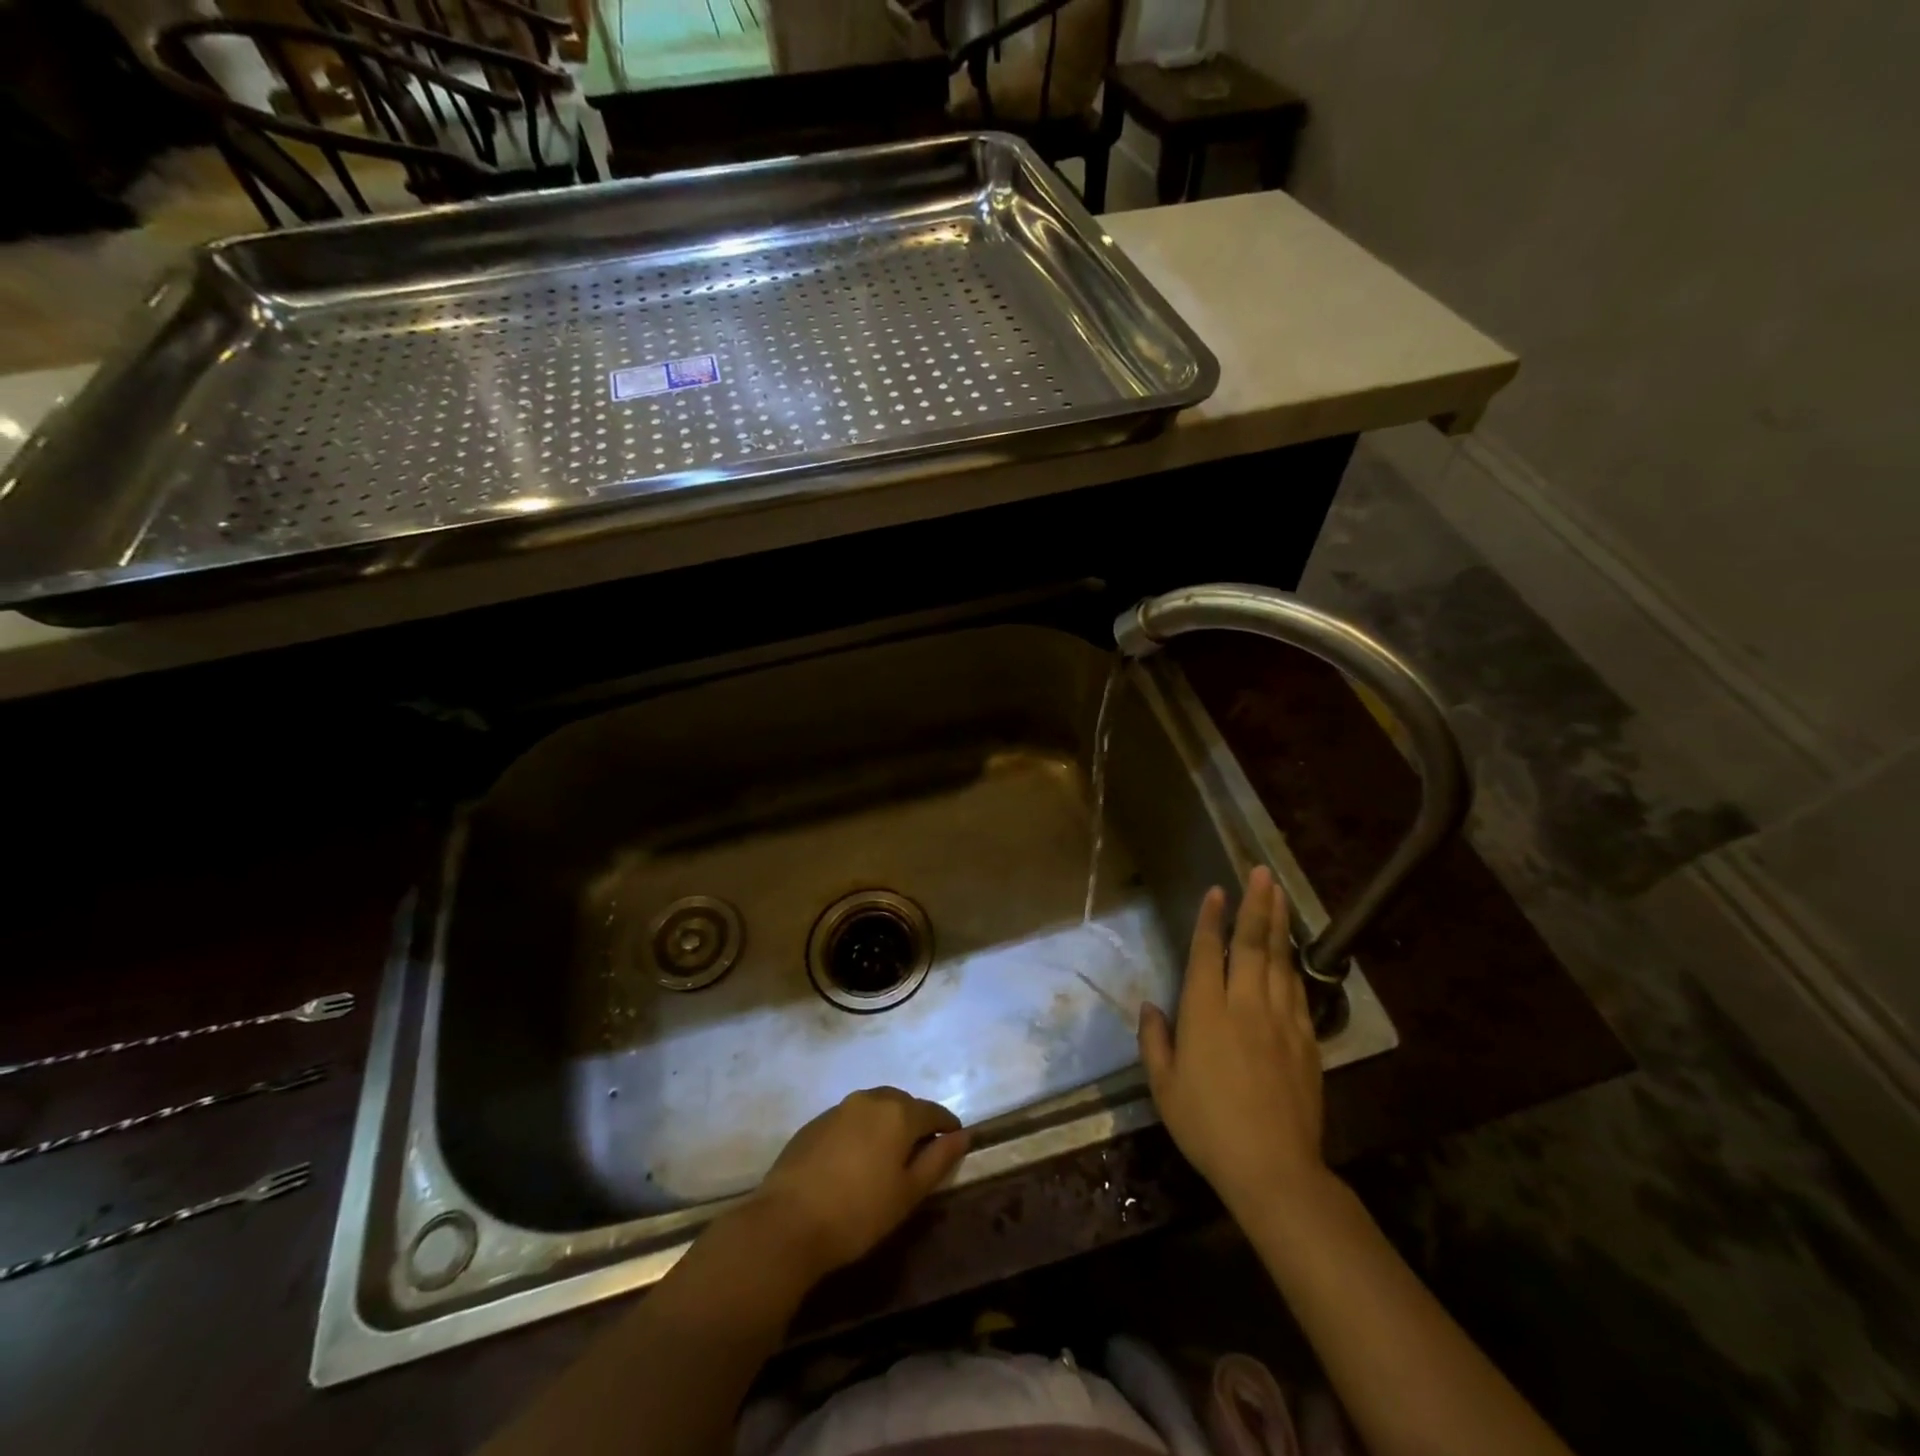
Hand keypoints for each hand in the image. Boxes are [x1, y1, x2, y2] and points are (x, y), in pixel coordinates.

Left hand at [746, 1087, 969, 1281]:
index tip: (954, 1140)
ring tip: (888, 1155)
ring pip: (874, 1107)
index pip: (932, 1111)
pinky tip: (855, 1159)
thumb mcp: (909, 1193)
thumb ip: (939, 1159)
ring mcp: (839, 1108)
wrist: (788, 1223)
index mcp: (898, 1113)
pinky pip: (849, 1119)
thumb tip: (962, 1135)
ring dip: (886, 1123)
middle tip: (921, 1151)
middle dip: (915, 1121)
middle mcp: (870, 1099)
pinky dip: (861, 1131)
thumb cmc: (859, 1213)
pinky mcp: (814, 1123)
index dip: (946, 1125)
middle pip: (902, 1103)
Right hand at [1138, 866, 1324, 1214]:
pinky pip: (1297, 991)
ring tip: (1280, 894)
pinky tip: (1292, 952)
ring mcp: (1280, 1020)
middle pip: (1252, 944)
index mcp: (1205, 1012)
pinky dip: (1294, 964)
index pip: (1209, 952)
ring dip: (1279, 924)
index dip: (1212, 918)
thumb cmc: (1208, 1126)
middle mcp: (1244, 1005)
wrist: (1273, 1168)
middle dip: (1256, 904)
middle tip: (1262, 872)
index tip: (1217, 890)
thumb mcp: (1165, 1087)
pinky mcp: (1305, 1040)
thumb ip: (1155, 1041)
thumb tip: (1151, 1007)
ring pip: (1280, 960)